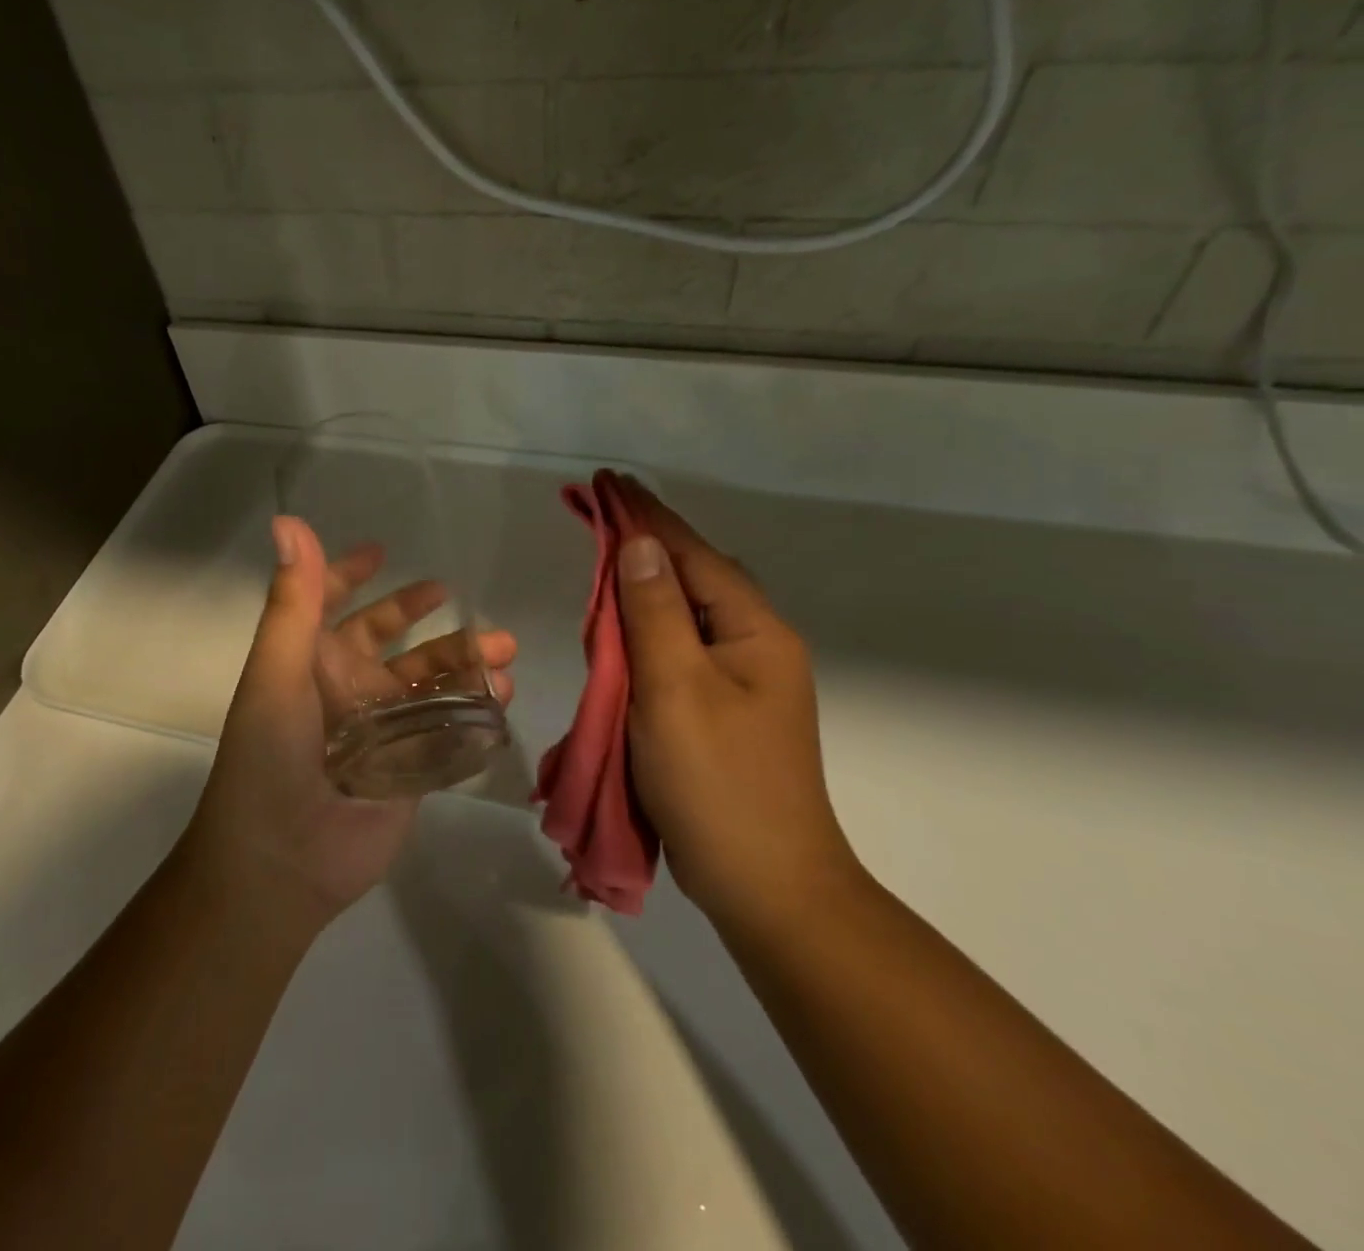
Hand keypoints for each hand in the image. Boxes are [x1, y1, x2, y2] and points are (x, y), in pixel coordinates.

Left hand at [181, 516, 516, 932]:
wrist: (282, 861)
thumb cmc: (269, 756)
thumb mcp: (276, 672)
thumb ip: (292, 602)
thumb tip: (288, 522)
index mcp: (311, 662)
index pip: (331, 605)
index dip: (349, 575)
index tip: (382, 552)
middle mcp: (347, 689)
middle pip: (393, 640)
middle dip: (426, 617)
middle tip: (462, 601)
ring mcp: (383, 729)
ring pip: (430, 681)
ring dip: (464, 661)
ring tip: (503, 650)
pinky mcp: (412, 766)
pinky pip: (449, 727)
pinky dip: (477, 709)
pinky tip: (502, 696)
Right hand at [609, 476, 859, 933]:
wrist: (768, 887)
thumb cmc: (718, 783)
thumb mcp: (675, 689)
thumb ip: (654, 613)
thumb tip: (637, 545)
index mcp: (754, 631)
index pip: (691, 554)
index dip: (646, 515)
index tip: (607, 480)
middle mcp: (756, 645)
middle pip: (694, 576)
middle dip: (645, 543)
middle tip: (598, 516)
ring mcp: (744, 681)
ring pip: (687, 613)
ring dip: (644, 587)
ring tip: (604, 561)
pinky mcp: (725, 710)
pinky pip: (681, 649)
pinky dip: (648, 630)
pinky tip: (625, 631)